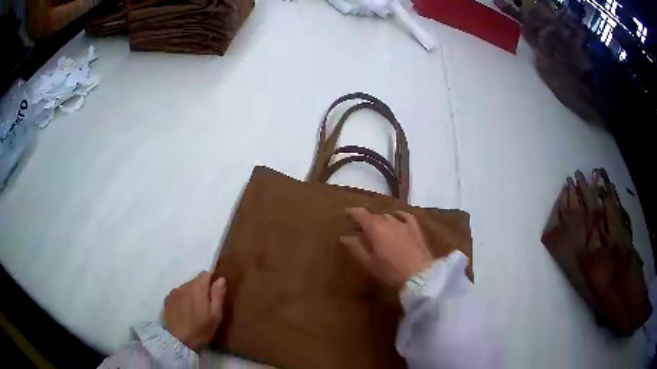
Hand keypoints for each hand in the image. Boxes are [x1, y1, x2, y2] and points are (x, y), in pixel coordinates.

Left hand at [163, 271, 226, 351]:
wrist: (178, 341)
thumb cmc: (201, 329)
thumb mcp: (215, 315)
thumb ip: (218, 295)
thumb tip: (221, 279)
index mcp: (197, 287)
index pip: (206, 274)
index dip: (212, 281)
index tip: (216, 292)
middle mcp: (184, 285)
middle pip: (195, 281)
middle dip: (202, 289)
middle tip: (206, 305)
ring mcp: (174, 292)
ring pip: (186, 288)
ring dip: (191, 294)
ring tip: (195, 310)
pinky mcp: (167, 300)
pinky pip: (178, 295)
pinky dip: (182, 299)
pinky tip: (184, 312)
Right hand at [340, 207, 433, 289]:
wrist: (419, 274)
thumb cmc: (390, 271)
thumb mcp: (369, 263)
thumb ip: (356, 248)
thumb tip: (345, 237)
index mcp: (374, 228)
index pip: (360, 213)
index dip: (352, 212)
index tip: (346, 215)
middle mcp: (388, 220)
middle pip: (374, 216)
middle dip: (366, 220)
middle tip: (361, 229)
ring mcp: (403, 222)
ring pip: (387, 216)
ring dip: (380, 221)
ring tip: (378, 229)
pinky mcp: (415, 227)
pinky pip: (404, 216)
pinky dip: (397, 216)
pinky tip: (396, 219)